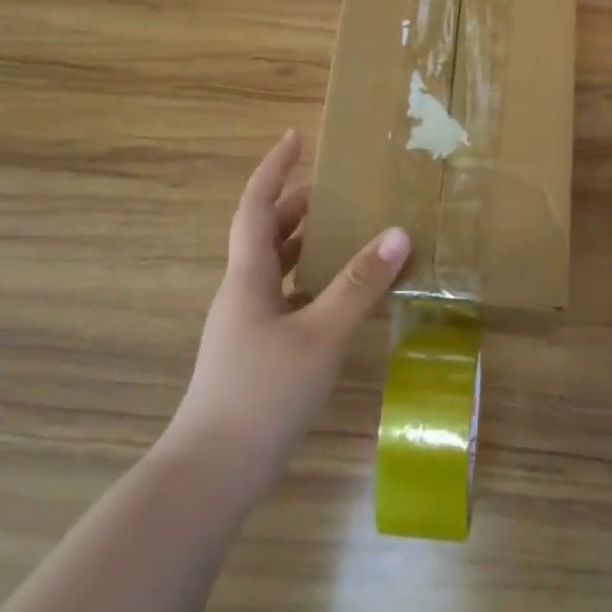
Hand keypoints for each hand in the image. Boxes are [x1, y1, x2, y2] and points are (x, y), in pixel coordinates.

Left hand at [164, 130, 408, 501]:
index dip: (274, 169)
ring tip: (343, 229)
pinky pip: (286, 297)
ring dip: (304, 242)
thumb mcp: (320, 334)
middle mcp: (242, 292)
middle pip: (265, 233)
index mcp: (248, 277)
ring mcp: (246, 325)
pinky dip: (311, 280)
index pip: (257, 206)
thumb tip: (398, 233)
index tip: (295, 137)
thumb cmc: (262, 394)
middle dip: (296, 204)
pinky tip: (339, 294)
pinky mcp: (257, 352)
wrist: (212, 474)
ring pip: (275, 267)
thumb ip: (359, 284)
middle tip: (335, 186)